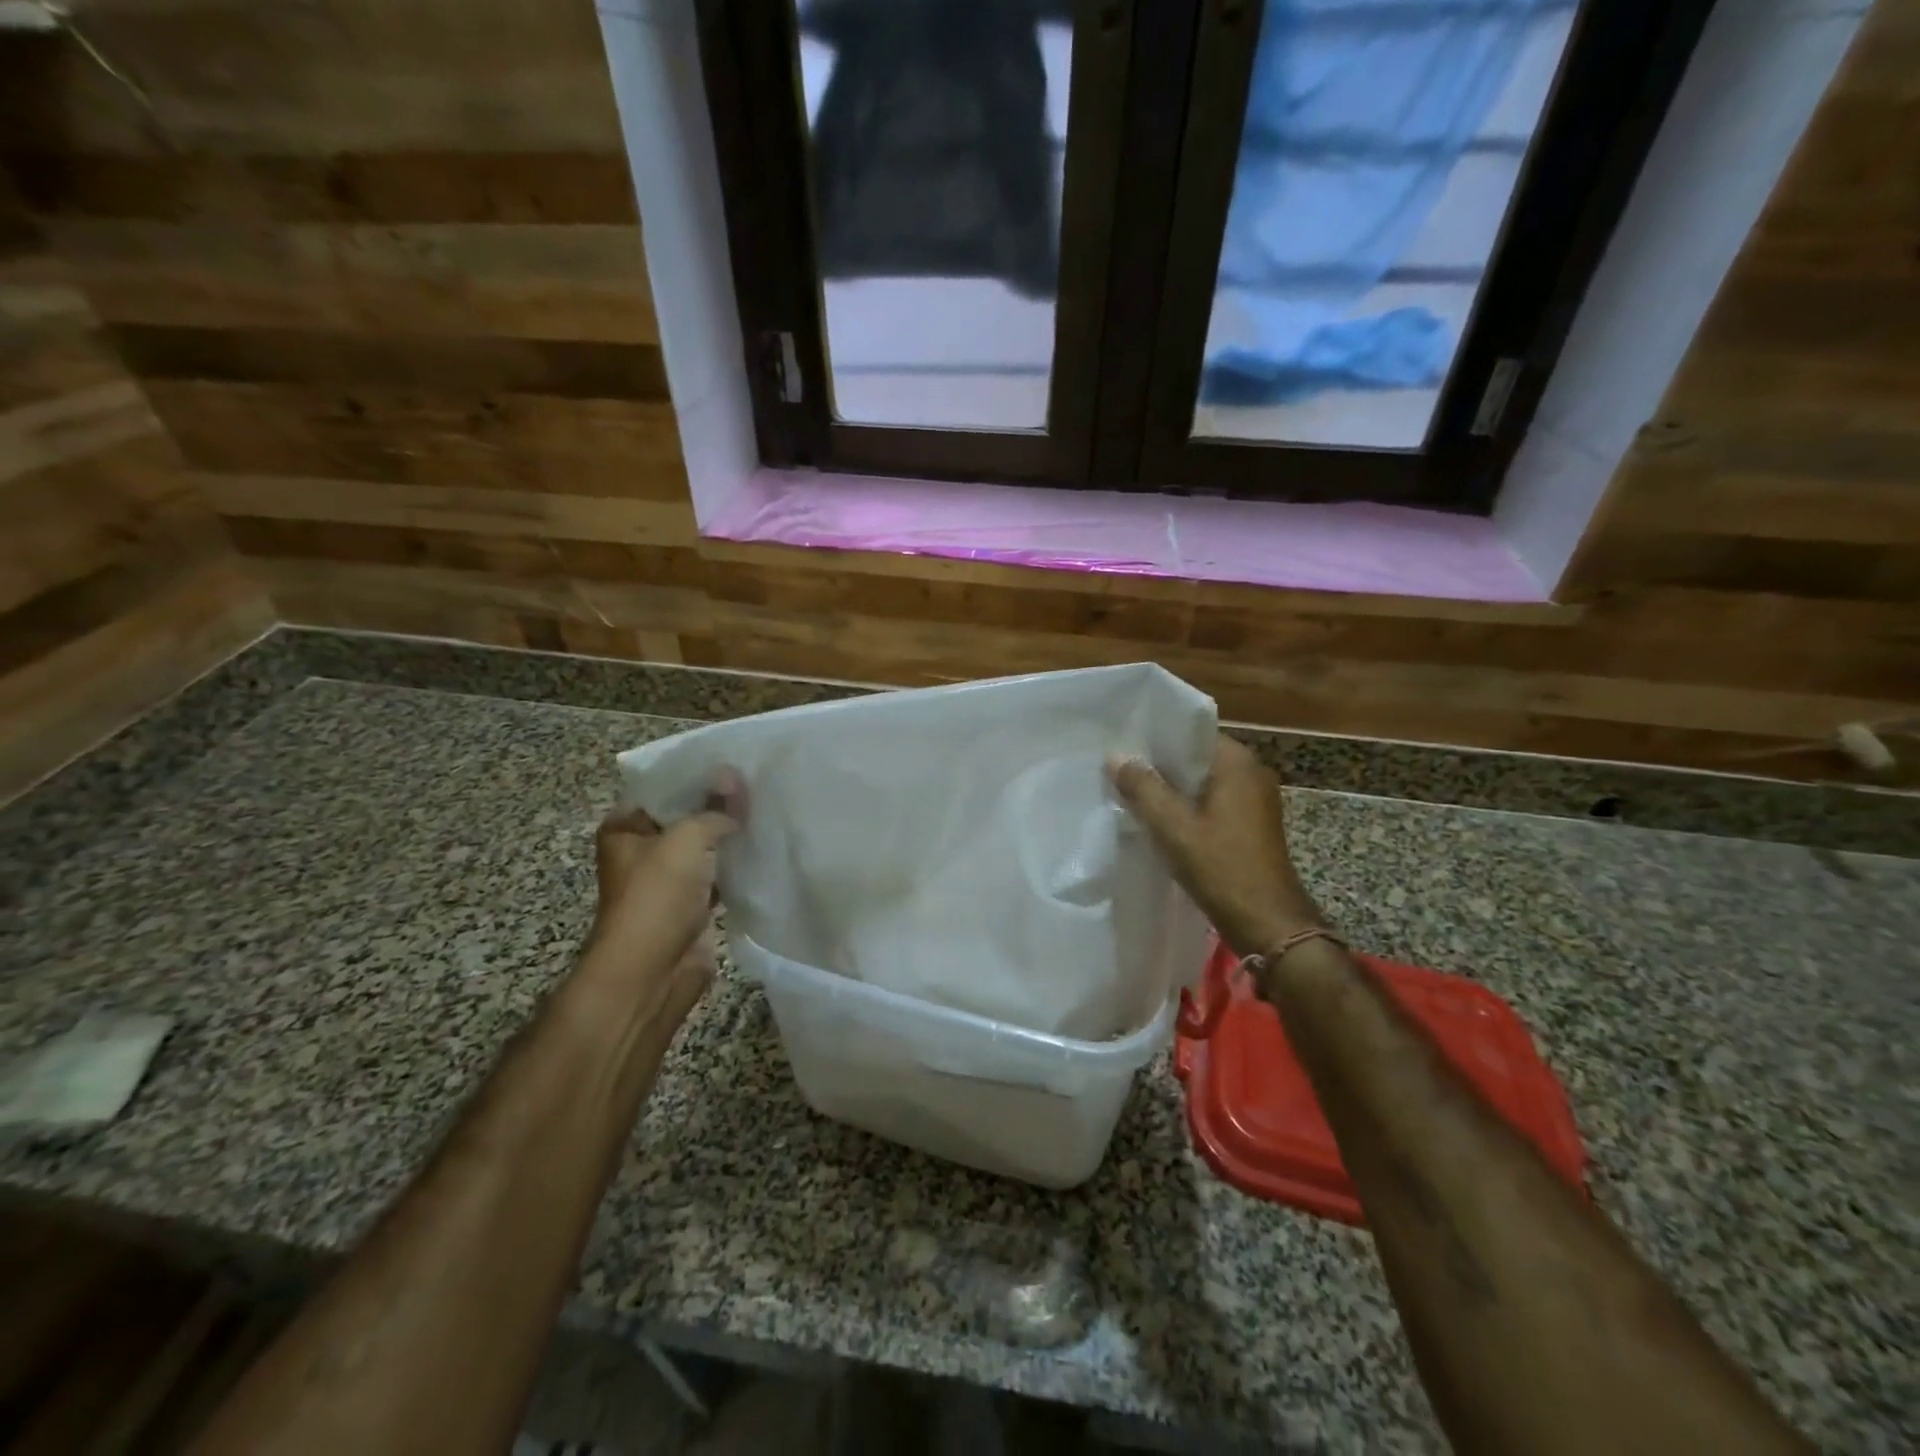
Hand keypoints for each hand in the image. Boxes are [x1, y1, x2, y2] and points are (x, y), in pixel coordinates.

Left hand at [586, 772, 744, 992]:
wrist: (652, 972)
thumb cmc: (657, 895)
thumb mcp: (687, 837)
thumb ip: (715, 808)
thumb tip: (736, 779)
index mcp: (625, 828)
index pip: (662, 788)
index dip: (696, 776)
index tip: (734, 762)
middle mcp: (643, 852)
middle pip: (686, 817)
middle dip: (719, 804)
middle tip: (758, 783)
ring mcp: (668, 881)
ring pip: (706, 848)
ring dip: (731, 836)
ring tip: (768, 809)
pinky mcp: (691, 907)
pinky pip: (719, 876)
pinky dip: (738, 866)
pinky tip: (765, 848)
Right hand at [1108, 734, 1323, 957]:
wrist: (1269, 925)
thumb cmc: (1222, 869)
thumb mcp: (1174, 828)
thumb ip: (1143, 788)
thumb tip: (1115, 756)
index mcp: (1237, 763)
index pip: (1191, 733)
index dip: (1155, 737)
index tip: (1122, 743)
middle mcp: (1251, 772)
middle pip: (1195, 757)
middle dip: (1159, 764)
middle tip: (1117, 768)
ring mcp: (1254, 800)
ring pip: (1201, 782)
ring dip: (1170, 788)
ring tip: (1130, 792)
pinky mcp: (1250, 824)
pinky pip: (1211, 802)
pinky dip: (1186, 807)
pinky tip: (1158, 819)